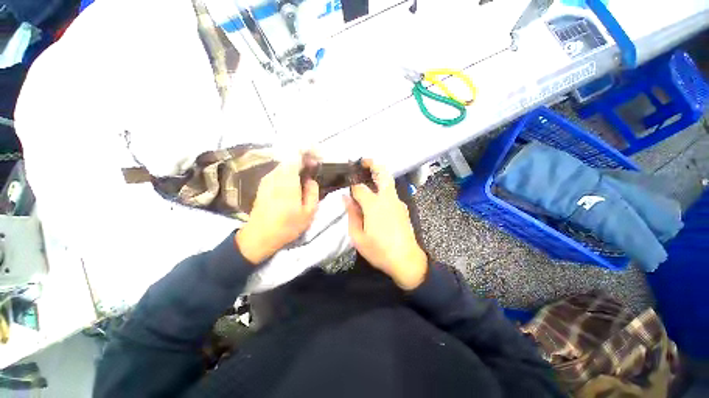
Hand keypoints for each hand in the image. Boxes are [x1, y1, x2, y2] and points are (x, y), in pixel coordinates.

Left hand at [236, 158, 318, 263]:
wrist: (259, 237)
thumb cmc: (287, 226)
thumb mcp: (308, 213)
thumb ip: (313, 192)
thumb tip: (310, 179)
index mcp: (287, 182)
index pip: (295, 155)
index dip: (308, 152)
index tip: (318, 157)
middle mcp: (275, 176)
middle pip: (290, 157)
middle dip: (304, 158)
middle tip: (315, 166)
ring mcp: (267, 179)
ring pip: (285, 164)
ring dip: (297, 165)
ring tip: (307, 174)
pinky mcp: (263, 184)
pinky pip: (279, 171)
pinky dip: (290, 171)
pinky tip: (296, 182)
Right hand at [344, 160, 427, 289]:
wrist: (406, 260)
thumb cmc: (379, 250)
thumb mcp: (358, 237)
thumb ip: (351, 215)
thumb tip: (346, 198)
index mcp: (374, 205)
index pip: (360, 188)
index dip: (352, 186)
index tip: (347, 188)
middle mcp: (388, 198)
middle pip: (382, 173)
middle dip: (372, 164)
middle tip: (362, 162)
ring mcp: (398, 201)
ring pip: (388, 181)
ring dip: (378, 174)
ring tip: (366, 177)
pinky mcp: (403, 207)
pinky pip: (391, 192)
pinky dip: (382, 187)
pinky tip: (376, 197)